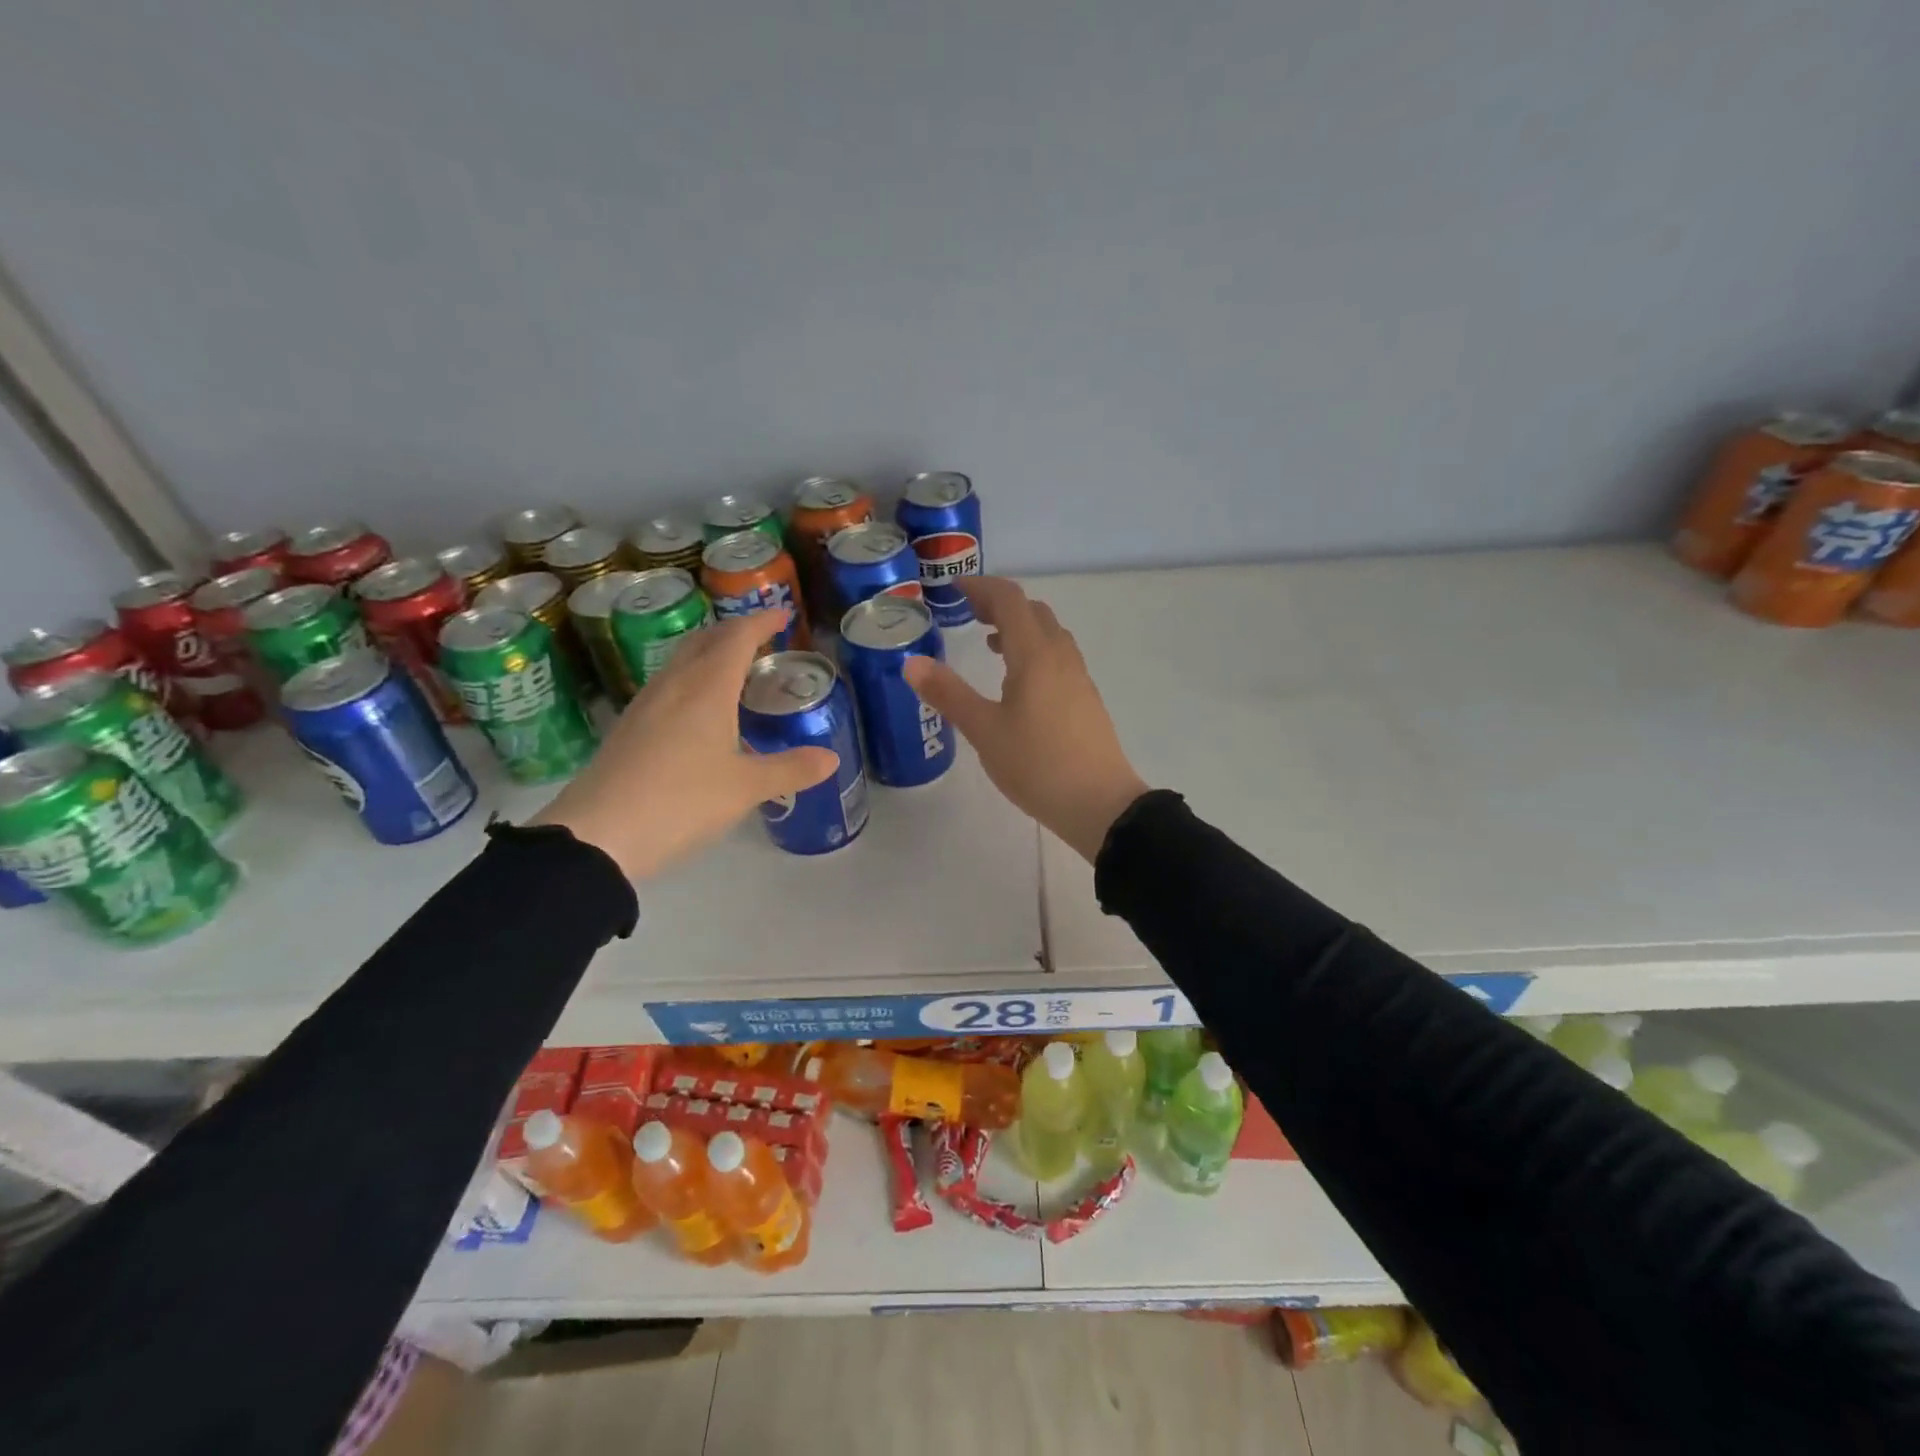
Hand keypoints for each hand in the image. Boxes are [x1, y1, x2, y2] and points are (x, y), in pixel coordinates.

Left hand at [531, 610, 837, 878]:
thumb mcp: (745, 788)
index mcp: (706, 687)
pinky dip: (692, 680)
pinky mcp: (629, 728)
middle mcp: (674, 685)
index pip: (737, 637)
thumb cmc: (681, 800)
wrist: (598, 835)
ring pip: (681, 662)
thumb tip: (831, 758)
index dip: (761, 622)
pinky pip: (667, 686)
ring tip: (734, 670)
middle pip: (704, 641)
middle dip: (734, 631)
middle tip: (761, 638)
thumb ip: (791, 769)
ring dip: (709, 654)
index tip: (783, 614)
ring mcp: (645, 705)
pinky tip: (698, 709)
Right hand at [902, 577, 1148, 861]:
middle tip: (967, 614)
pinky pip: (1058, 657)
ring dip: (1019, 628)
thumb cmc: (1037, 764)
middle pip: (1032, 612)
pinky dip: (1033, 651)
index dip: (981, 587)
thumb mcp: (984, 731)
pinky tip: (1018, 682)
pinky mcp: (1085, 699)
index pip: (1010, 600)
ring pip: (1049, 634)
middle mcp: (1061, 656)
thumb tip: (912, 663)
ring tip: (989, 643)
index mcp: (1035, 655)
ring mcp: (1078, 677)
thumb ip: (948, 694)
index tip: (954, 588)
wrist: (1099, 804)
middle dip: (999, 605)